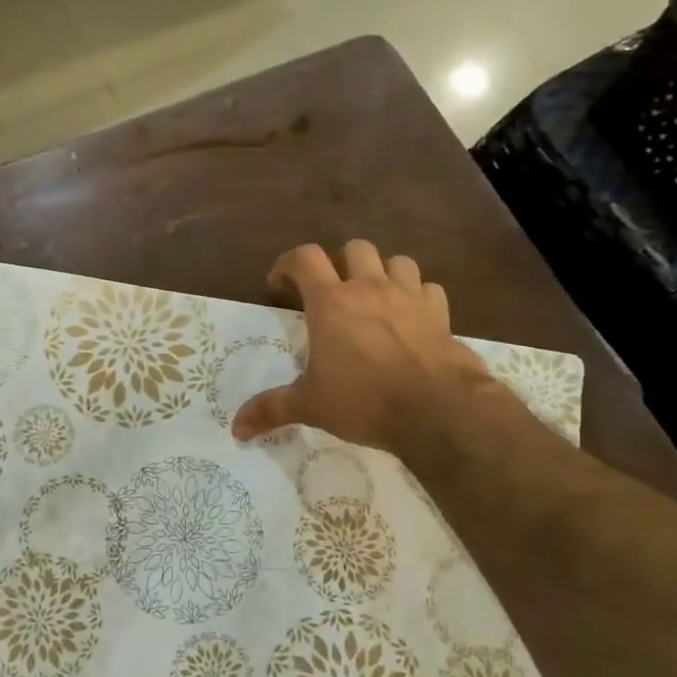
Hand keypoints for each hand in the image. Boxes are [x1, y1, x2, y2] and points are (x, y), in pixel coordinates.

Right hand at [232, 241, 501, 454]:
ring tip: (373, 297)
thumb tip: (236, 429)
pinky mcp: (440, 313)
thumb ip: (271, 410)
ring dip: (382, 272)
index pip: (304, 258)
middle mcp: (369, 288)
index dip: (287, 264)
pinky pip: (428, 288)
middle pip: (354, 248)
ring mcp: (409, 297)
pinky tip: (410, 316)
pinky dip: (416, 295)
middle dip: (339, 263)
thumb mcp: (309, 406)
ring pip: (396, 261)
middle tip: (331, 291)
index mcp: (331, 302)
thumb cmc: (364, 401)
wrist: (437, 410)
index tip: (280, 285)